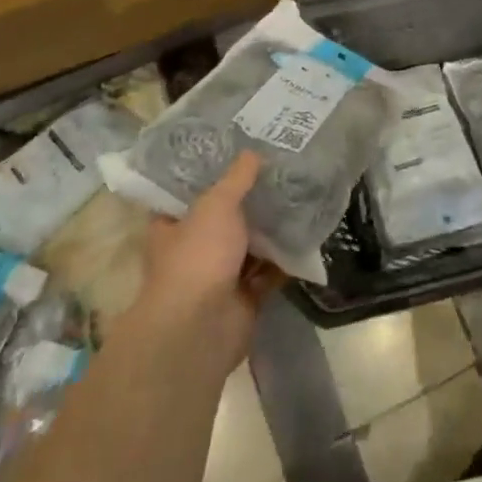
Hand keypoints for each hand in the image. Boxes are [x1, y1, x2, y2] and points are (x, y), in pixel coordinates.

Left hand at [125, 152, 283, 376]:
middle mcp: (194, 250)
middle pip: (224, 218)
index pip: (187, 194)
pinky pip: (270, 271)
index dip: (209, 175)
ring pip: (250, 245)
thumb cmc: (198, 257)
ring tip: (301, 194)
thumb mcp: (216, 205)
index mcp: (172, 227)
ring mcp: (220, 275)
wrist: (201, 329)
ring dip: (271, 228)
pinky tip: (308, 231)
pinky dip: (286, 257)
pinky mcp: (245, 296)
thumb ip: (236, 179)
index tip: (236, 153)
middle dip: (250, 201)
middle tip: (279, 170)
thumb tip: (253, 152)